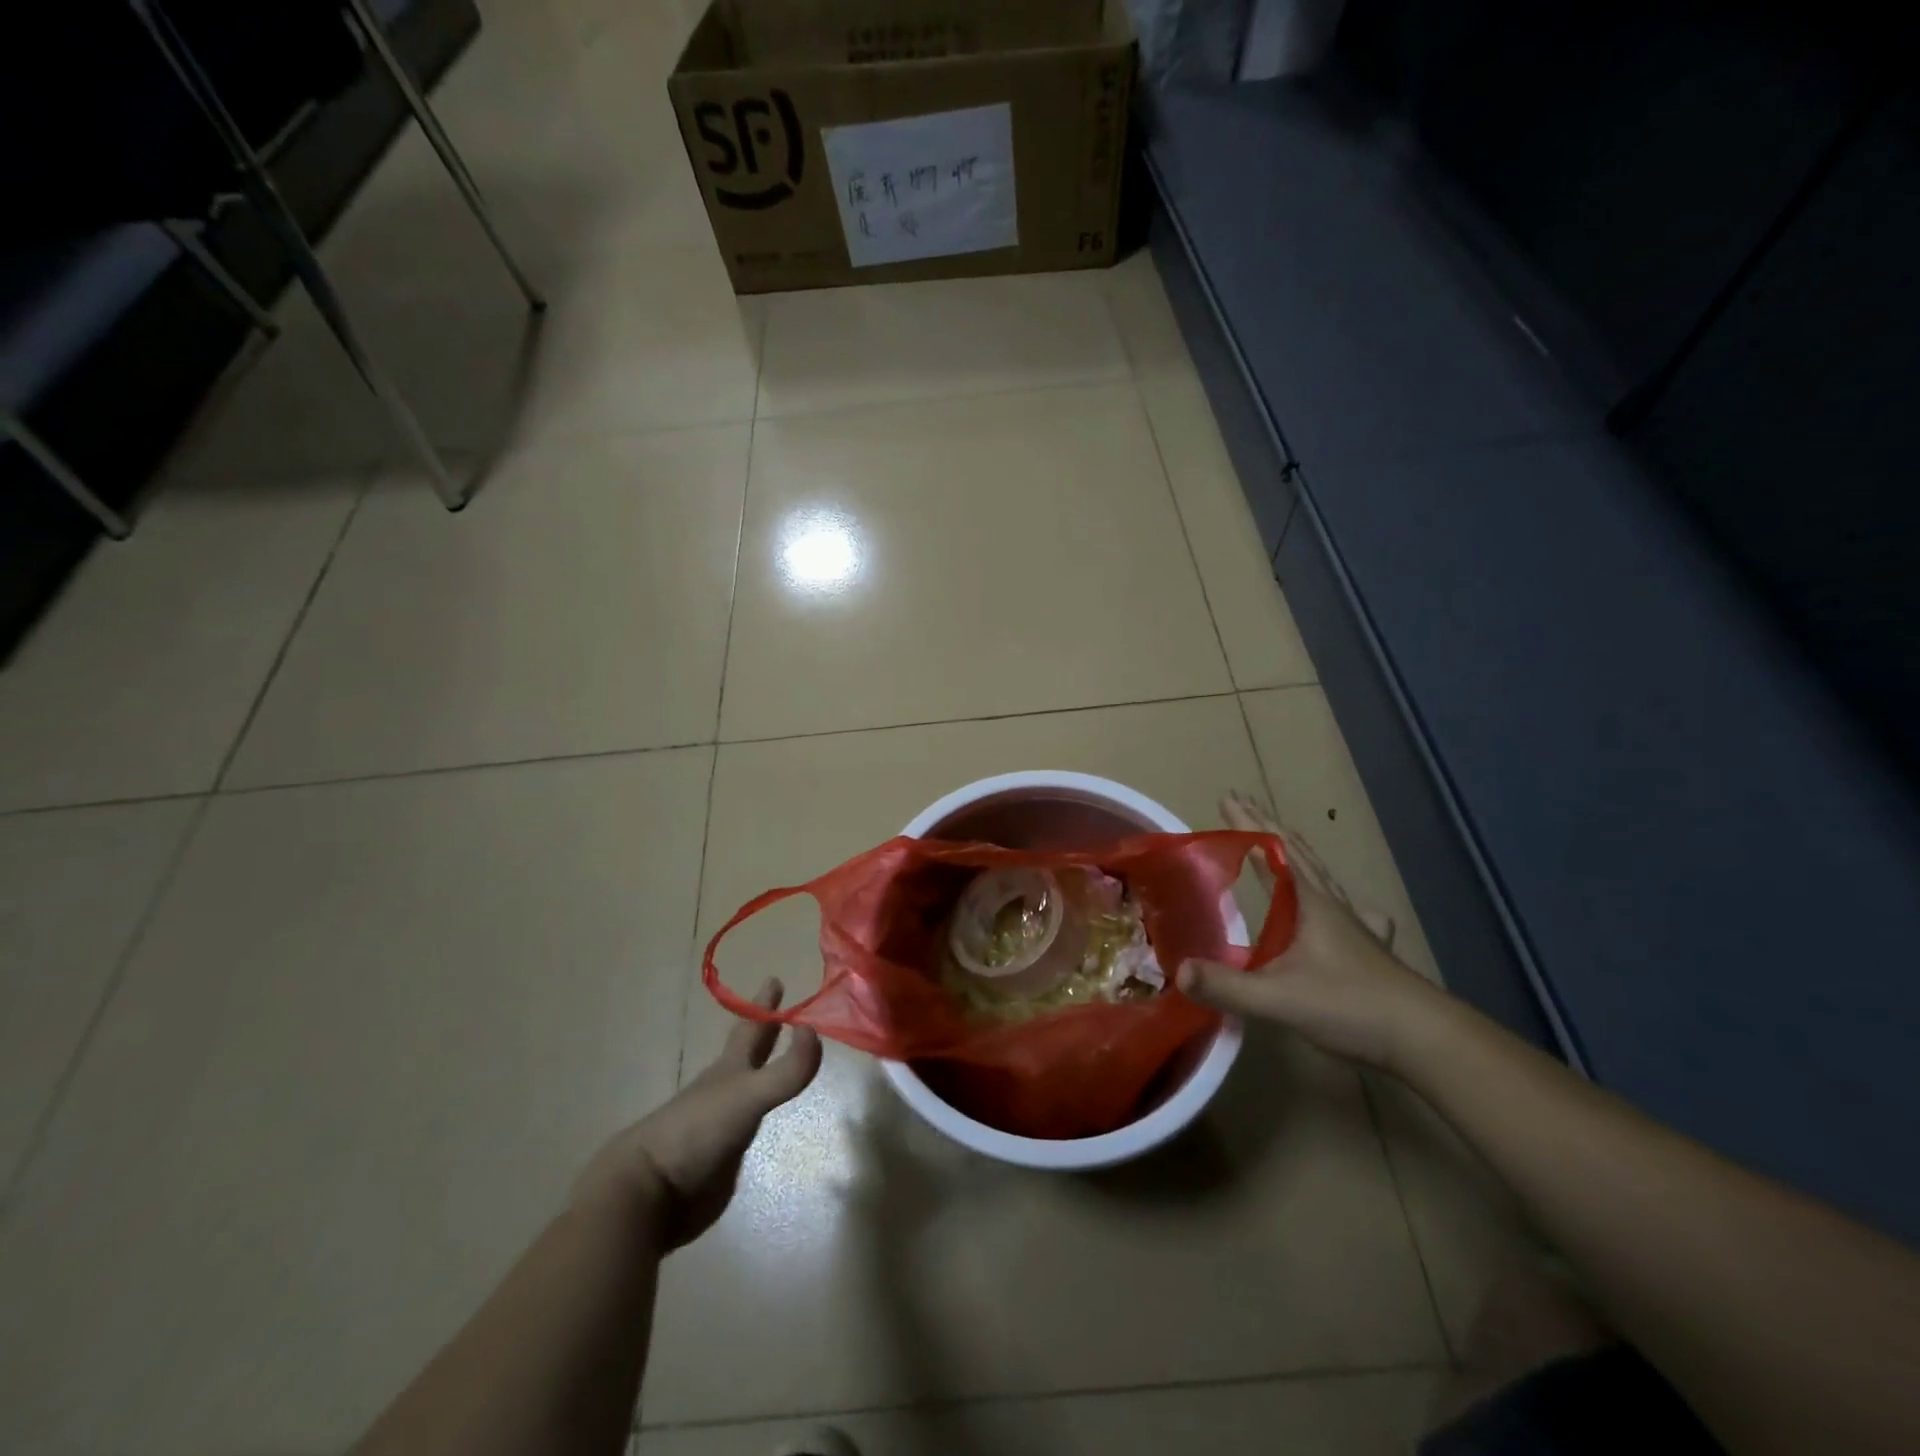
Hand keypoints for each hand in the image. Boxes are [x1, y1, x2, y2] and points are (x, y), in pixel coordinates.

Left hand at [572, 979, 821, 1249]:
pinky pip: (747, 1125)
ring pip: (748, 1087)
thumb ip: (786, 1070)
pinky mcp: (721, 1157)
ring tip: (780, 1060)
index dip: (763, 1005)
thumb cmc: (697, 1131)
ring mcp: (721, 1123)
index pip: (750, 1027)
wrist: (650, 1194)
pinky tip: (766, 1116)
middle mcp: (725, 1089)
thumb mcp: (747, 1095)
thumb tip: (816, 1031)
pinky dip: (760, 1113)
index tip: (775, 979)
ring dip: (764, 1071)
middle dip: (765, 1031)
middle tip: (784, 1012)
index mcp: (728, 1069)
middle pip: (748, 1052)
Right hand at [1177, 792, 1444, 1069]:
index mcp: (1309, 904)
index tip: (1227, 798)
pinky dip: (1338, 898)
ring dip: (1296, 852)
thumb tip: (1177, 971)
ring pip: (1321, 876)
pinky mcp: (1368, 950)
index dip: (1247, 826)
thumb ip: (1228, 986)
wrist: (1426, 1040)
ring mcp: (1354, 926)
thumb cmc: (1351, 1006)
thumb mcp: (1279, 999)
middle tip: (1243, 803)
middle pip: (1297, 854)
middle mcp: (1331, 905)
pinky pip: (1348, 910)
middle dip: (1267, 827)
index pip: (1272, 853)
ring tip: (1284, 838)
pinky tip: (1351, 908)